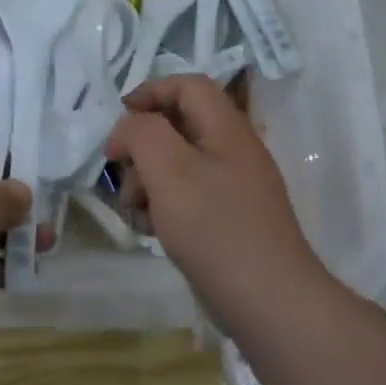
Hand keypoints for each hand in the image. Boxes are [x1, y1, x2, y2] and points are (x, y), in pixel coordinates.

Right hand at [106, 76, 331, 328]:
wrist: (267, 299)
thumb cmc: (214, 227)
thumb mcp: (169, 169)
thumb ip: (143, 133)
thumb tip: (129, 128)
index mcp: (227, 128)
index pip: (188, 86)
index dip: (150, 91)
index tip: (118, 119)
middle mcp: (234, 150)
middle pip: (179, 126)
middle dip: (142, 146)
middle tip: (122, 174)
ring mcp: (234, 187)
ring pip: (179, 164)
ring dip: (148, 179)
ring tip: (134, 210)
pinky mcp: (229, 219)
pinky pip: (189, 196)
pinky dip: (164, 205)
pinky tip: (153, 230)